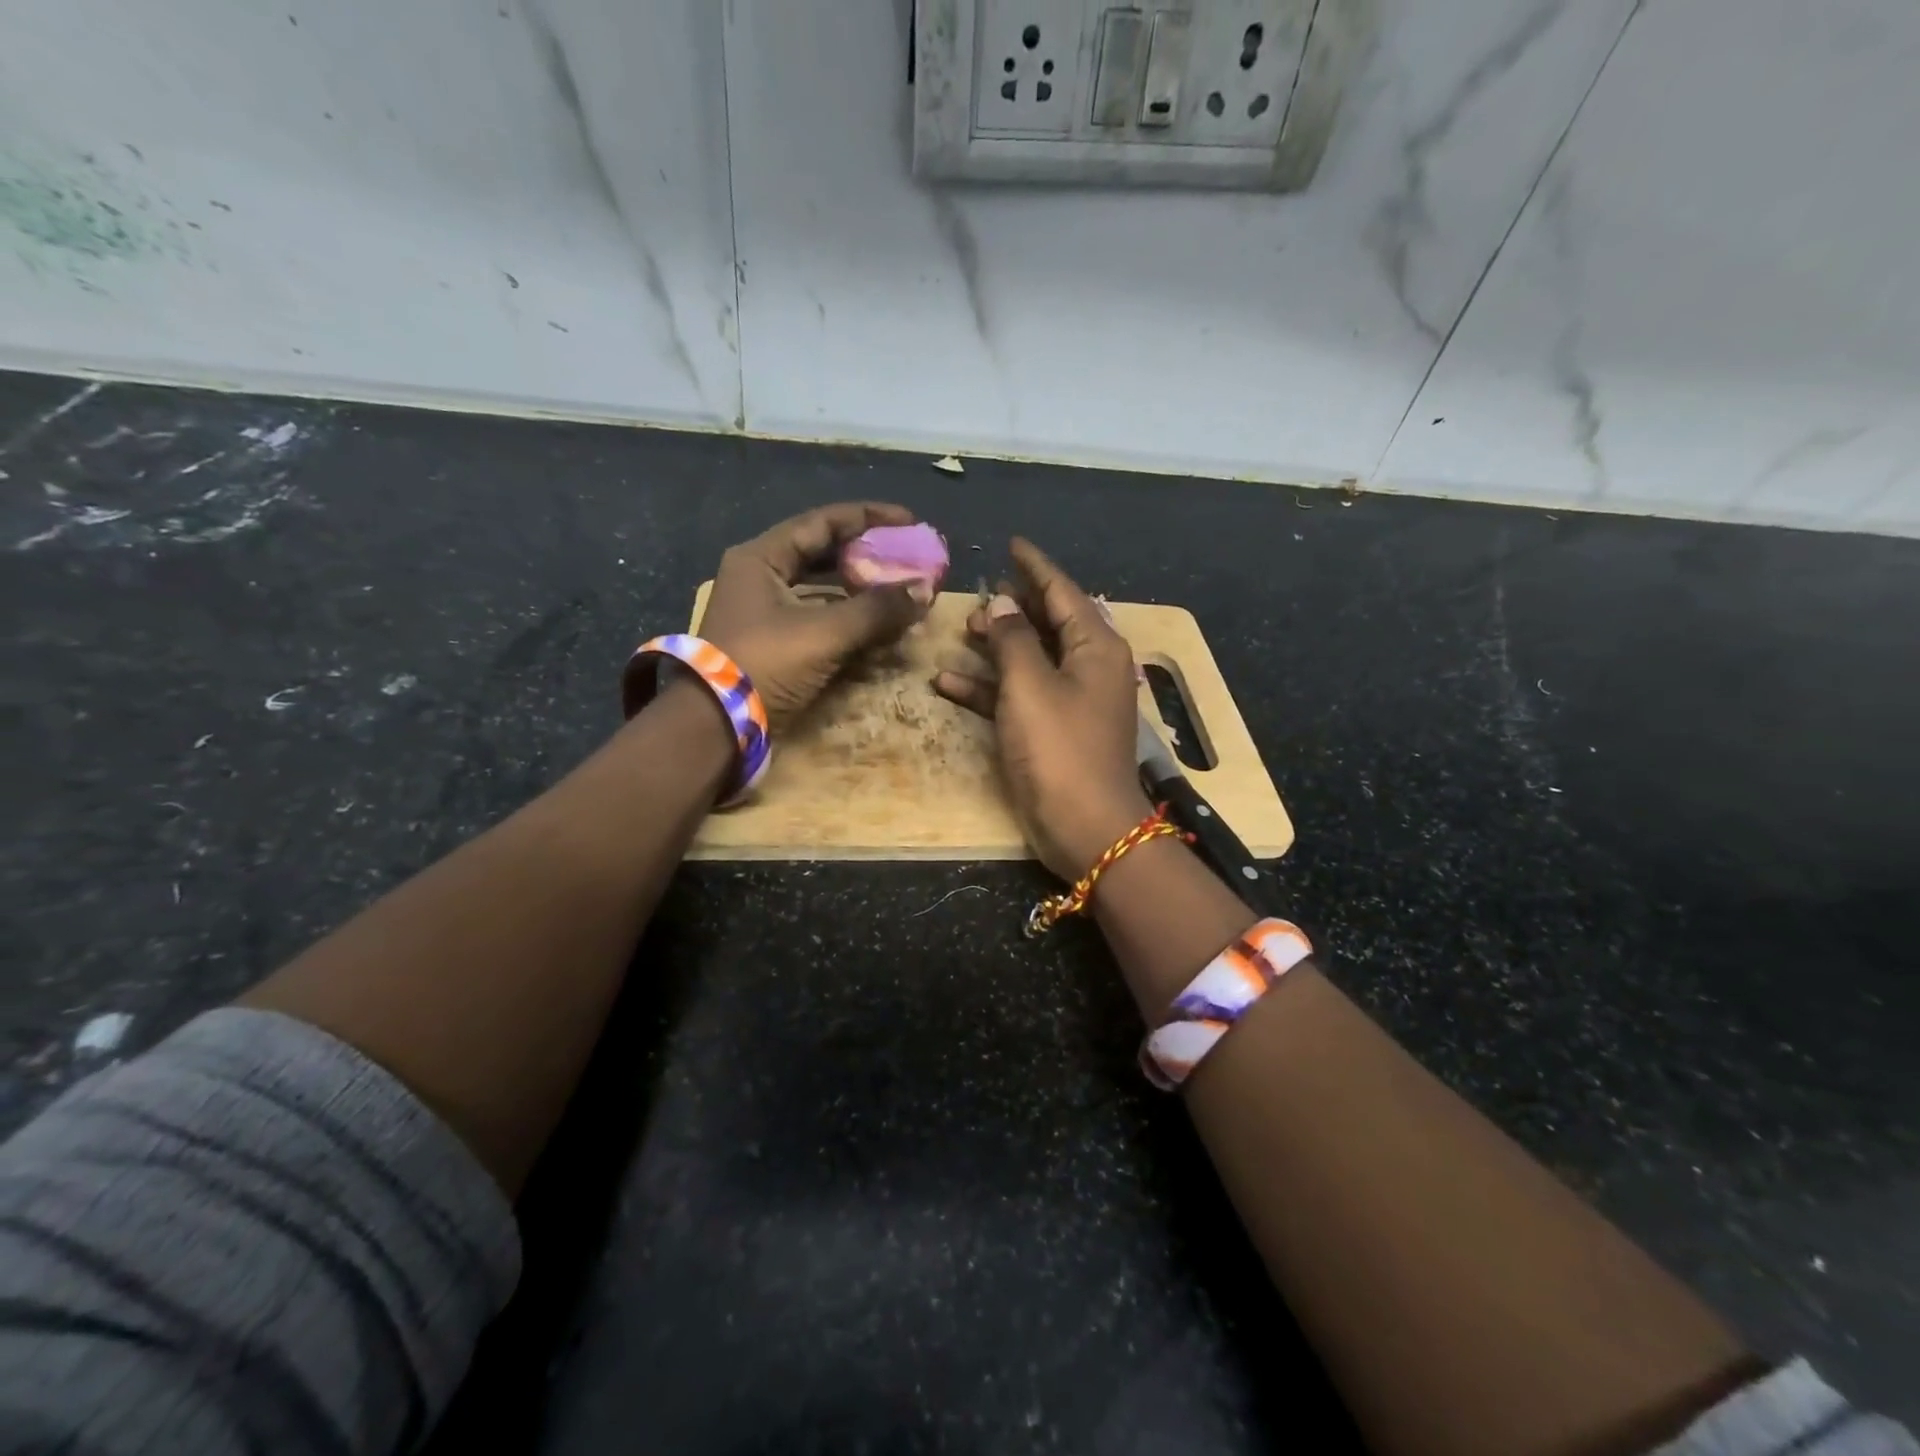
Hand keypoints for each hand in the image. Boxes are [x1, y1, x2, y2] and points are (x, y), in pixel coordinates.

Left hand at [698, 502, 927, 727]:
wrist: (715, 727)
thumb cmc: (764, 665)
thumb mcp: (824, 633)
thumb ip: (876, 610)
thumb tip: (925, 591)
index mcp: (761, 559)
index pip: (822, 522)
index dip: (869, 518)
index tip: (910, 522)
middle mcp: (760, 577)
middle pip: (823, 553)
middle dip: (868, 555)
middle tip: (907, 557)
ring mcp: (765, 612)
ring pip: (822, 589)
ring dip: (861, 590)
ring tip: (899, 590)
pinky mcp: (774, 643)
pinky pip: (819, 619)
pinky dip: (849, 620)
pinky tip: (879, 627)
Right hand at [932, 538, 1149, 879]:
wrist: (1086, 827)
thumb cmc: (1060, 749)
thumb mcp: (1030, 686)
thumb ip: (1014, 639)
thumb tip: (1006, 603)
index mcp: (1095, 646)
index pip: (1063, 591)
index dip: (1035, 566)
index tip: (1012, 544)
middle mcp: (1089, 667)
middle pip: (1047, 623)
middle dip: (1012, 608)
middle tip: (977, 596)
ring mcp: (1071, 701)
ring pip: (1030, 660)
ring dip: (996, 648)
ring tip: (962, 632)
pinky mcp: (1053, 731)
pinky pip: (1020, 696)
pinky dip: (989, 689)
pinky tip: (948, 683)